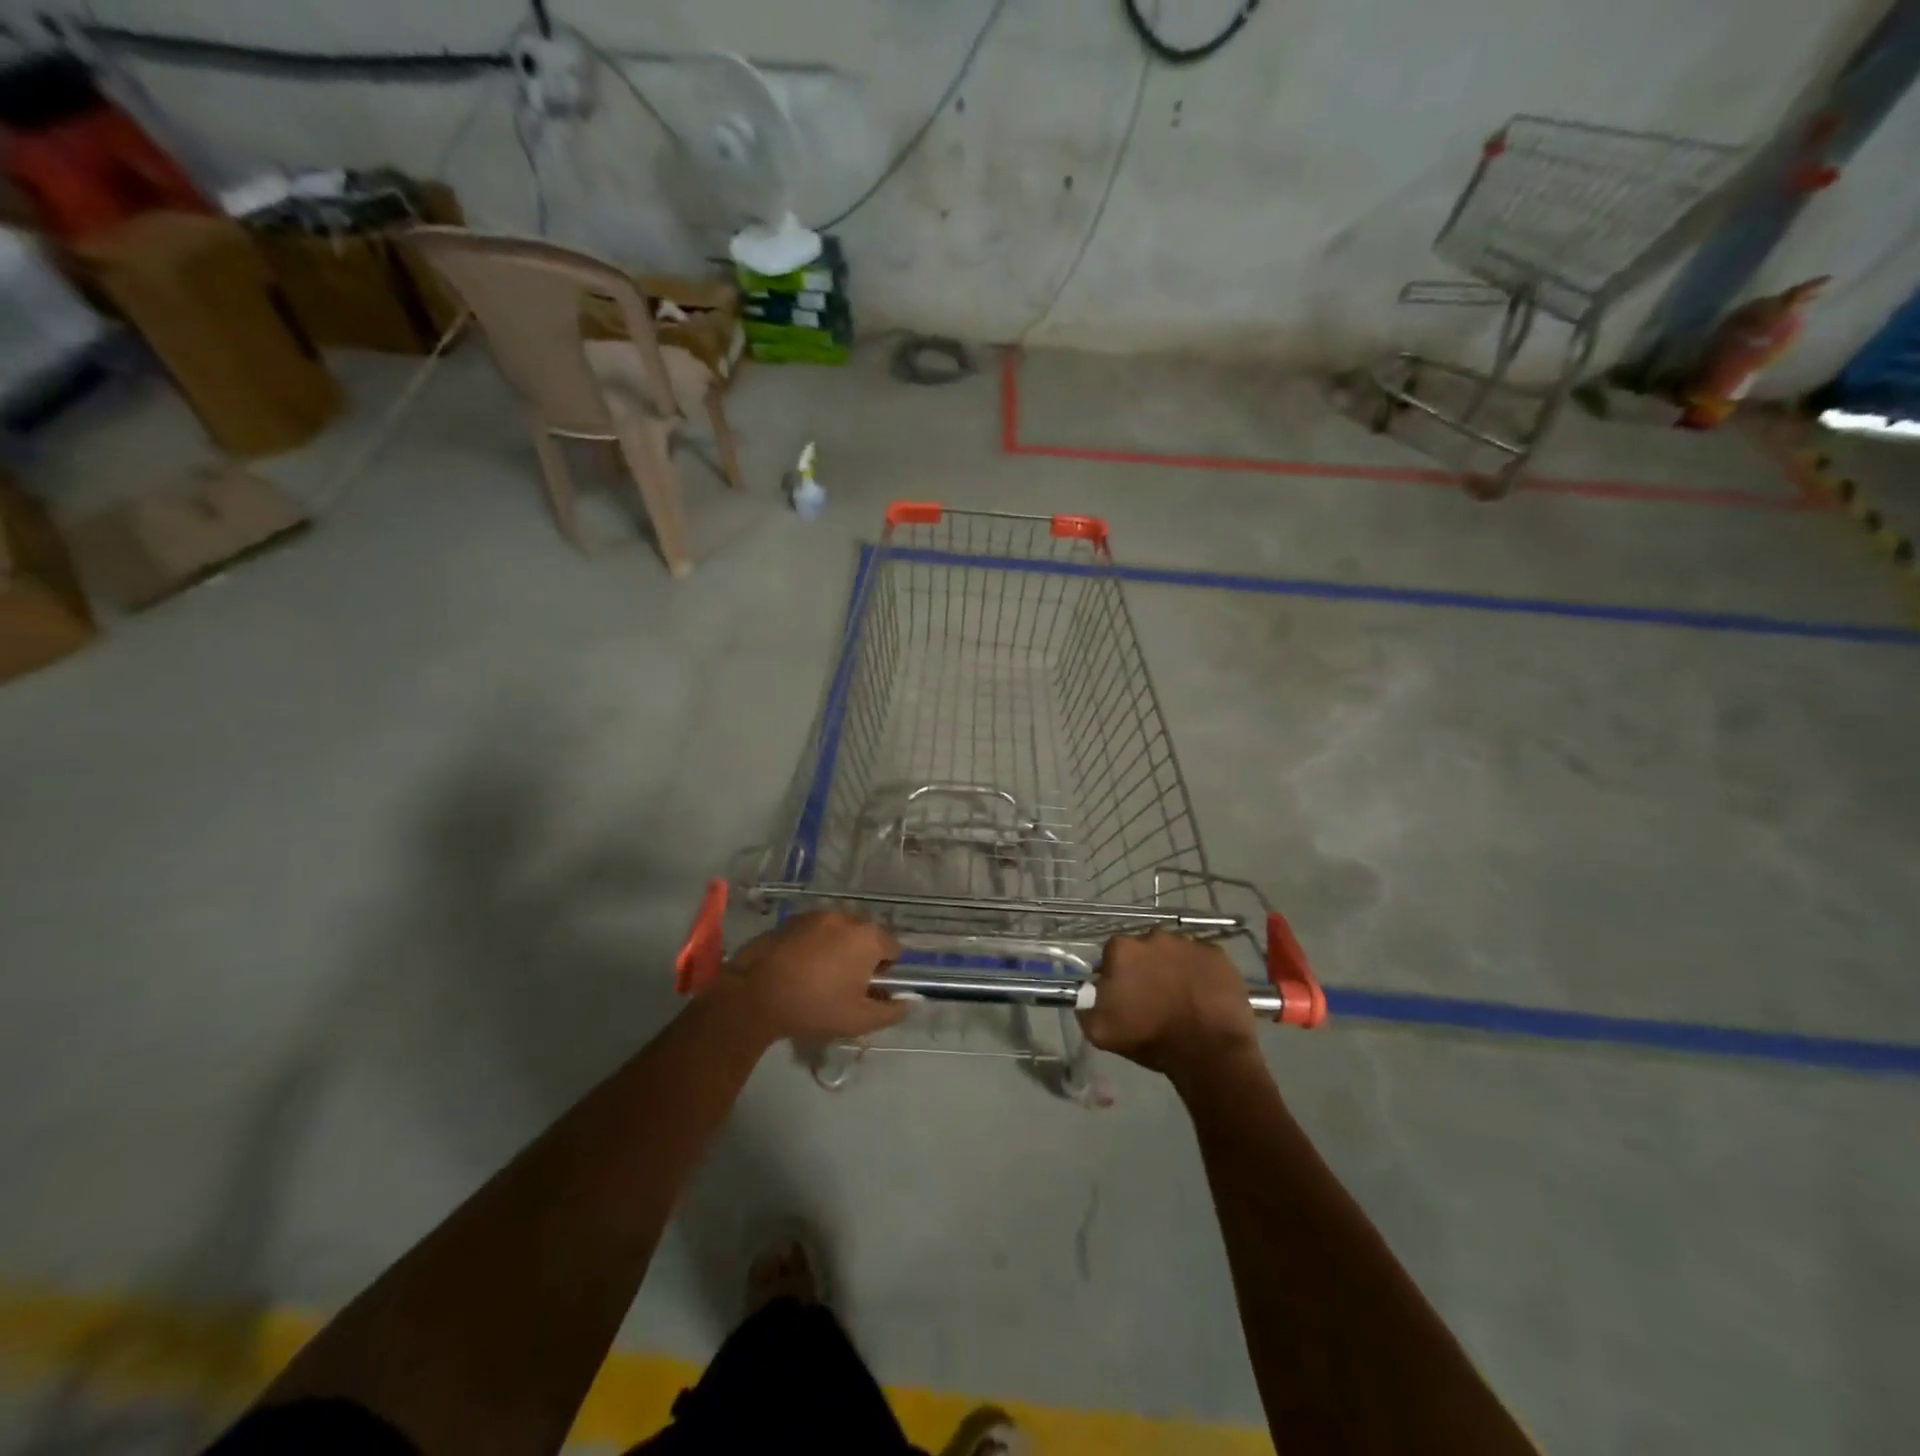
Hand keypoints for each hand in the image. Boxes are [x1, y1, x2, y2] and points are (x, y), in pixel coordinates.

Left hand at [723, 911, 906, 1042]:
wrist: (755, 994)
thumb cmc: (814, 1006)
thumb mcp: (859, 1020)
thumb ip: (891, 1012)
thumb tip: (905, 1003)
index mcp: (868, 938)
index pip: (893, 949)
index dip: (885, 971)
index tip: (868, 990)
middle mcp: (846, 918)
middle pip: (866, 936)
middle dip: (860, 957)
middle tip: (844, 986)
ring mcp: (816, 915)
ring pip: (839, 932)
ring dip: (837, 949)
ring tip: (818, 977)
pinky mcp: (791, 919)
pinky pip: (814, 931)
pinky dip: (814, 945)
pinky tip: (798, 968)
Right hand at [1078, 930, 1258, 1083]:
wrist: (1208, 1053)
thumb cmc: (1151, 1039)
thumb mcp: (1101, 1031)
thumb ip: (1086, 1006)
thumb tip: (1088, 994)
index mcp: (1122, 949)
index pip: (1112, 955)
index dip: (1117, 975)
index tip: (1124, 996)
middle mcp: (1154, 936)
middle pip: (1144, 950)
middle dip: (1146, 968)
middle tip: (1154, 997)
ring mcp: (1189, 943)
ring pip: (1174, 953)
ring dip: (1173, 968)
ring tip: (1182, 998)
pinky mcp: (1217, 954)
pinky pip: (1202, 959)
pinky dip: (1200, 973)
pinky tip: (1203, 996)